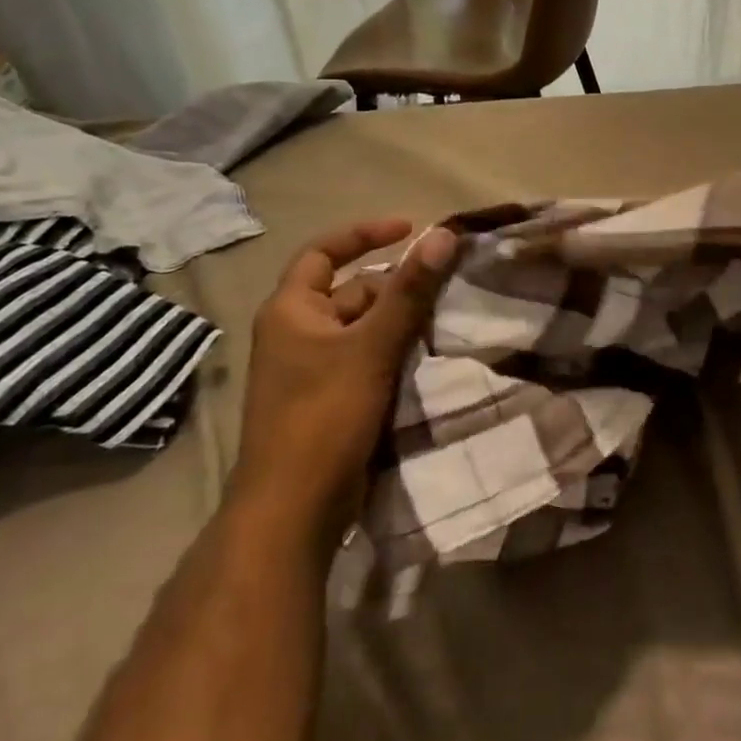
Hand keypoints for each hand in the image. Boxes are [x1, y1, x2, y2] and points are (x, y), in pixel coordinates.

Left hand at [233, 219, 457, 530]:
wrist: (294, 511)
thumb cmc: (324, 416)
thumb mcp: (371, 347)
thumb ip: (409, 291)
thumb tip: (442, 236)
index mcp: (291, 310)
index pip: (325, 251)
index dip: (366, 234)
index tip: (412, 229)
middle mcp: (298, 332)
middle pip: (354, 291)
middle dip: (397, 287)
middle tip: (446, 286)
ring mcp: (314, 369)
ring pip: (366, 328)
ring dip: (402, 321)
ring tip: (448, 318)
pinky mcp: (332, 399)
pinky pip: (369, 359)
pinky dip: (397, 351)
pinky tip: (431, 355)